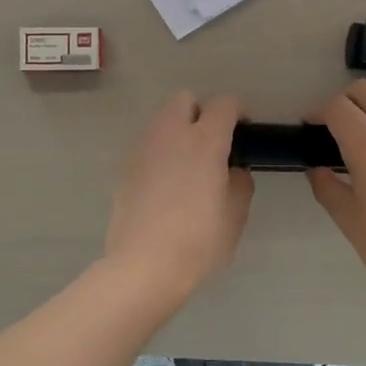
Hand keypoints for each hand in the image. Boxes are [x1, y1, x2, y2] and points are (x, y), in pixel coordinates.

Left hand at [105, 92, 253, 299]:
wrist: (143, 265)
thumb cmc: (198, 240)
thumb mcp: (235, 215)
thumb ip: (239, 183)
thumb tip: (231, 171)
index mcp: (205, 141)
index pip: (224, 104)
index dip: (236, 114)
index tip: (241, 135)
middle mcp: (171, 134)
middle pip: (185, 100)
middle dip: (199, 114)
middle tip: (210, 146)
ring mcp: (142, 148)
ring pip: (161, 121)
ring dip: (176, 132)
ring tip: (185, 167)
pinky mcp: (124, 168)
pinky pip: (146, 146)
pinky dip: (158, 154)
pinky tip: (163, 186)